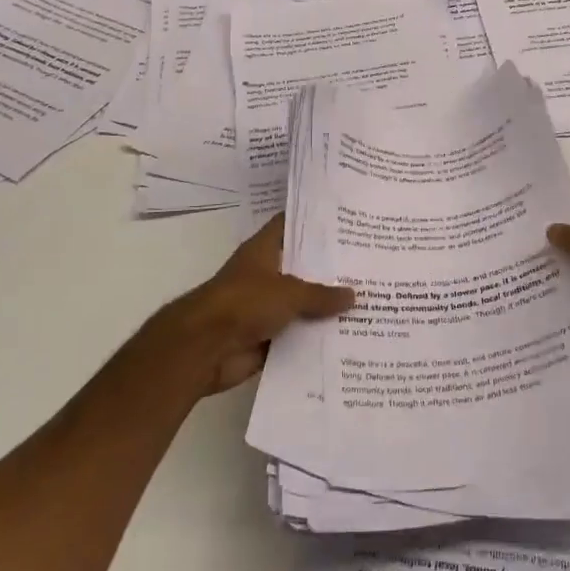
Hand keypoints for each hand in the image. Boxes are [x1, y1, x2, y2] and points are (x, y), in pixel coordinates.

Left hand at [154, 214, 353, 395]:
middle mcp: (264, 275)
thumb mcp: (289, 292)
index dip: (314, 222)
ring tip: (366, 302)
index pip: (290, 225)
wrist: (203, 349)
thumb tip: (353, 295)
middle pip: (301, 267)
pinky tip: (346, 337)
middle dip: (329, 269)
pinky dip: (314, 339)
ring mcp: (263, 308)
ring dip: (324, 308)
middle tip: (366, 265)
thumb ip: (321, 294)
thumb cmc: (243, 303)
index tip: (345, 221)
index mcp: (263, 251)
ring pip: (301, 304)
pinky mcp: (265, 338)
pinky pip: (296, 336)